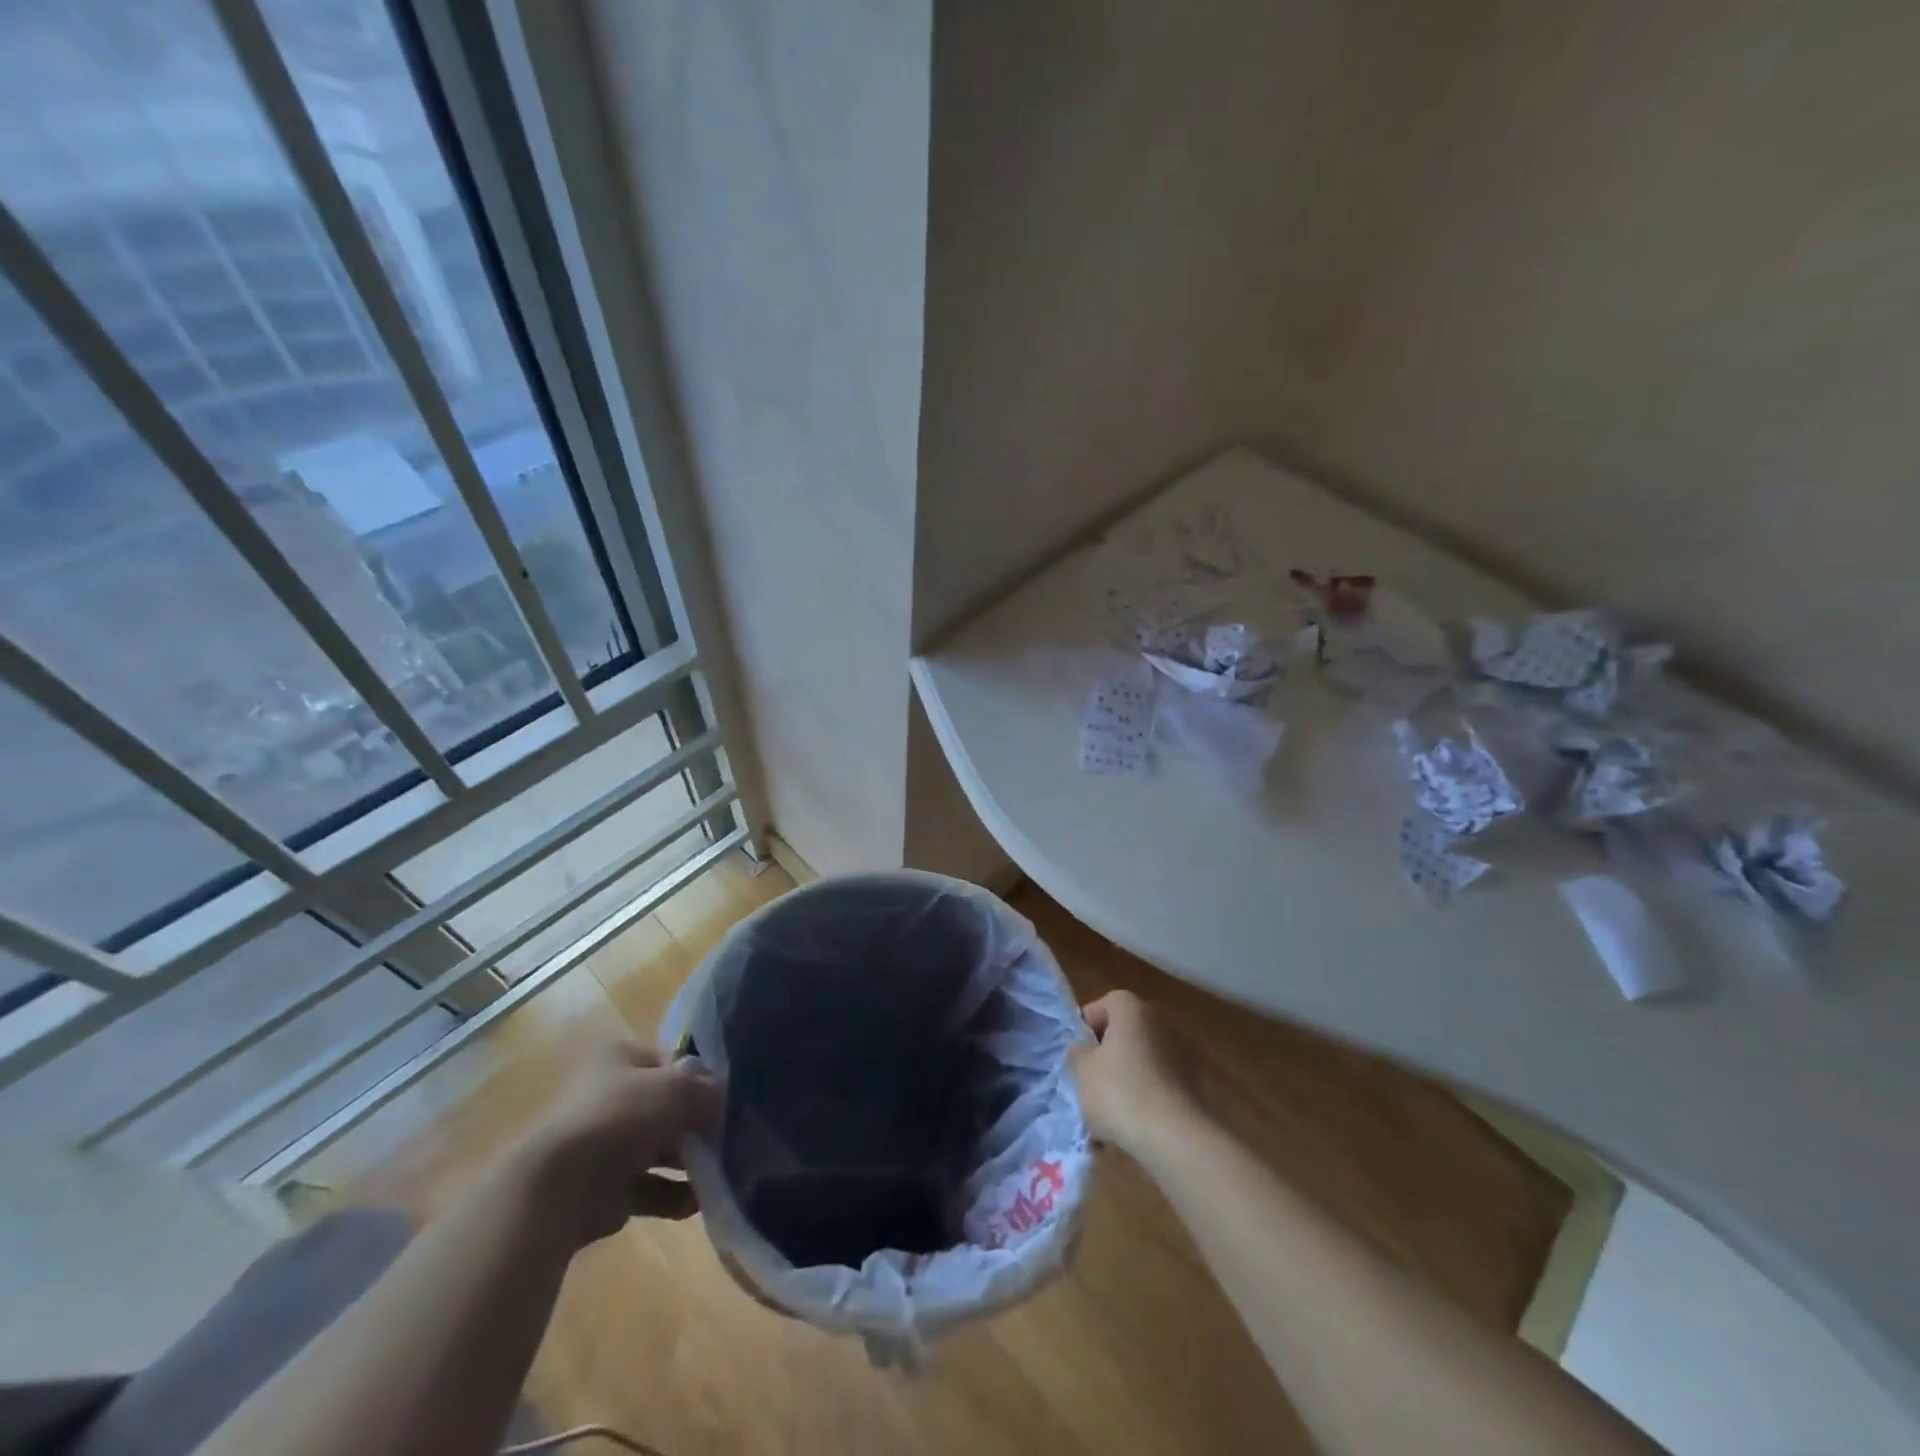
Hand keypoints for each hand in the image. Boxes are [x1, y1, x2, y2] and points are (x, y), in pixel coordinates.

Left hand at [515, 1040, 722, 1246]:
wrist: (560, 1189)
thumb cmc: (620, 1118)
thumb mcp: (677, 1088)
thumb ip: (707, 1090)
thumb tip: (725, 1098)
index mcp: (618, 1058)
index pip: (671, 1061)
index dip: (699, 1078)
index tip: (723, 1098)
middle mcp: (609, 1096)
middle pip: (666, 1106)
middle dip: (696, 1124)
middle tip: (725, 1137)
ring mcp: (604, 1144)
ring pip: (658, 1148)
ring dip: (689, 1161)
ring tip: (718, 1173)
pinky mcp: (603, 1189)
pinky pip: (648, 1188)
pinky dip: (672, 1195)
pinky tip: (696, 1202)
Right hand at [1068, 991, 1202, 1158]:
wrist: (1174, 1136)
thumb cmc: (1119, 1091)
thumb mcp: (1082, 1070)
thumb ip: (1077, 1052)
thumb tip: (1083, 1048)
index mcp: (1132, 1009)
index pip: (1104, 1004)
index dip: (1086, 1026)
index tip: (1076, 1053)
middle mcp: (1160, 1021)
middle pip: (1125, 1030)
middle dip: (1107, 1053)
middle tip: (1089, 1079)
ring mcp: (1181, 1052)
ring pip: (1142, 1058)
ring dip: (1126, 1075)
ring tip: (1109, 1108)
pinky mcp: (1194, 1083)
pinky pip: (1159, 1081)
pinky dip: (1146, 1094)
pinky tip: (1132, 1122)